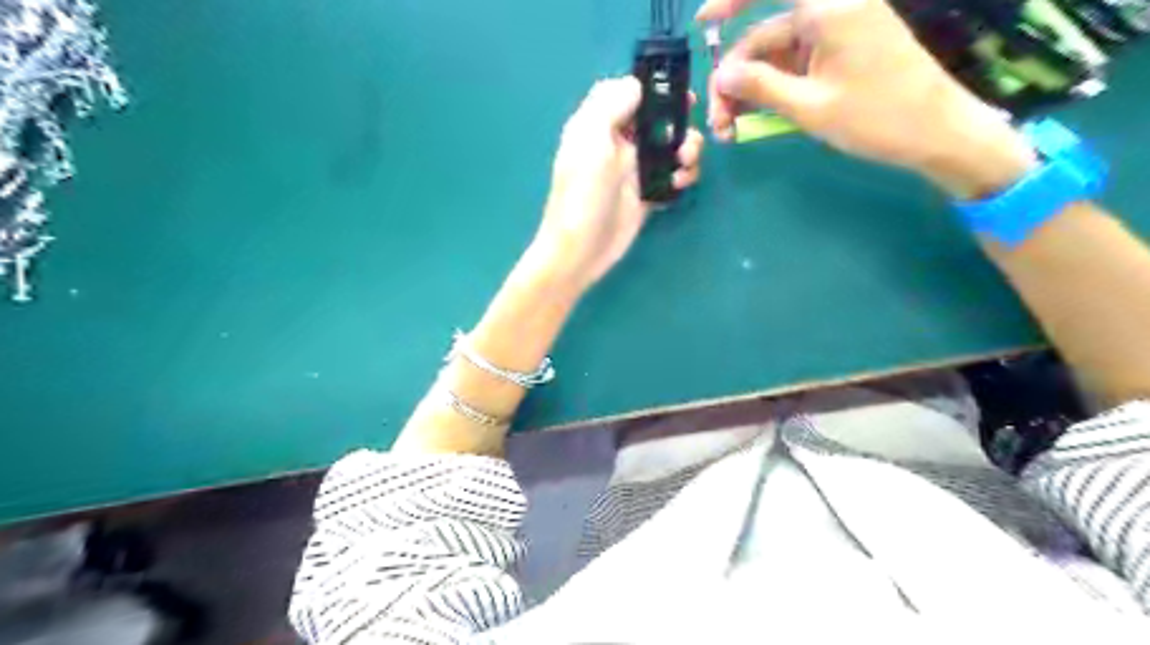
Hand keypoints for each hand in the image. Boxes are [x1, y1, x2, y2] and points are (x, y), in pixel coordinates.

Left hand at [527, 75, 700, 293]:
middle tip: (687, 134)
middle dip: (678, 121)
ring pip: (670, 146)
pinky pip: (672, 175)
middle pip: (656, 118)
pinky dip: (683, 175)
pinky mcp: (647, 195)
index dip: (655, 88)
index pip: (628, 93)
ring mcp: (633, 170)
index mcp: (598, 124)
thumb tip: (636, 85)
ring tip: (684, 164)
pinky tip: (679, 184)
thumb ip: (610, 105)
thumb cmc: (582, 194)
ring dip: (686, 149)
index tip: (681, 91)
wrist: (581, 250)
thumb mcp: (591, 140)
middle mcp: (617, 143)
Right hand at [696, 0, 1037, 198]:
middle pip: (764, 36)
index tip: (702, 24)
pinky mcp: (839, 54)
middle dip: (735, 78)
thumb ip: (760, 87)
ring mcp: (836, 34)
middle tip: (717, 121)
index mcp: (828, 8)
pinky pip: (794, 65)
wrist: (936, 133)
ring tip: (729, 130)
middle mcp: (830, 11)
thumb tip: (721, 75)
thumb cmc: (876, 117)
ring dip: (750, 90)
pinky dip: (772, 90)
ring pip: (775, 56)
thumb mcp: (809, 107)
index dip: (731, 1)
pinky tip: (752, 119)